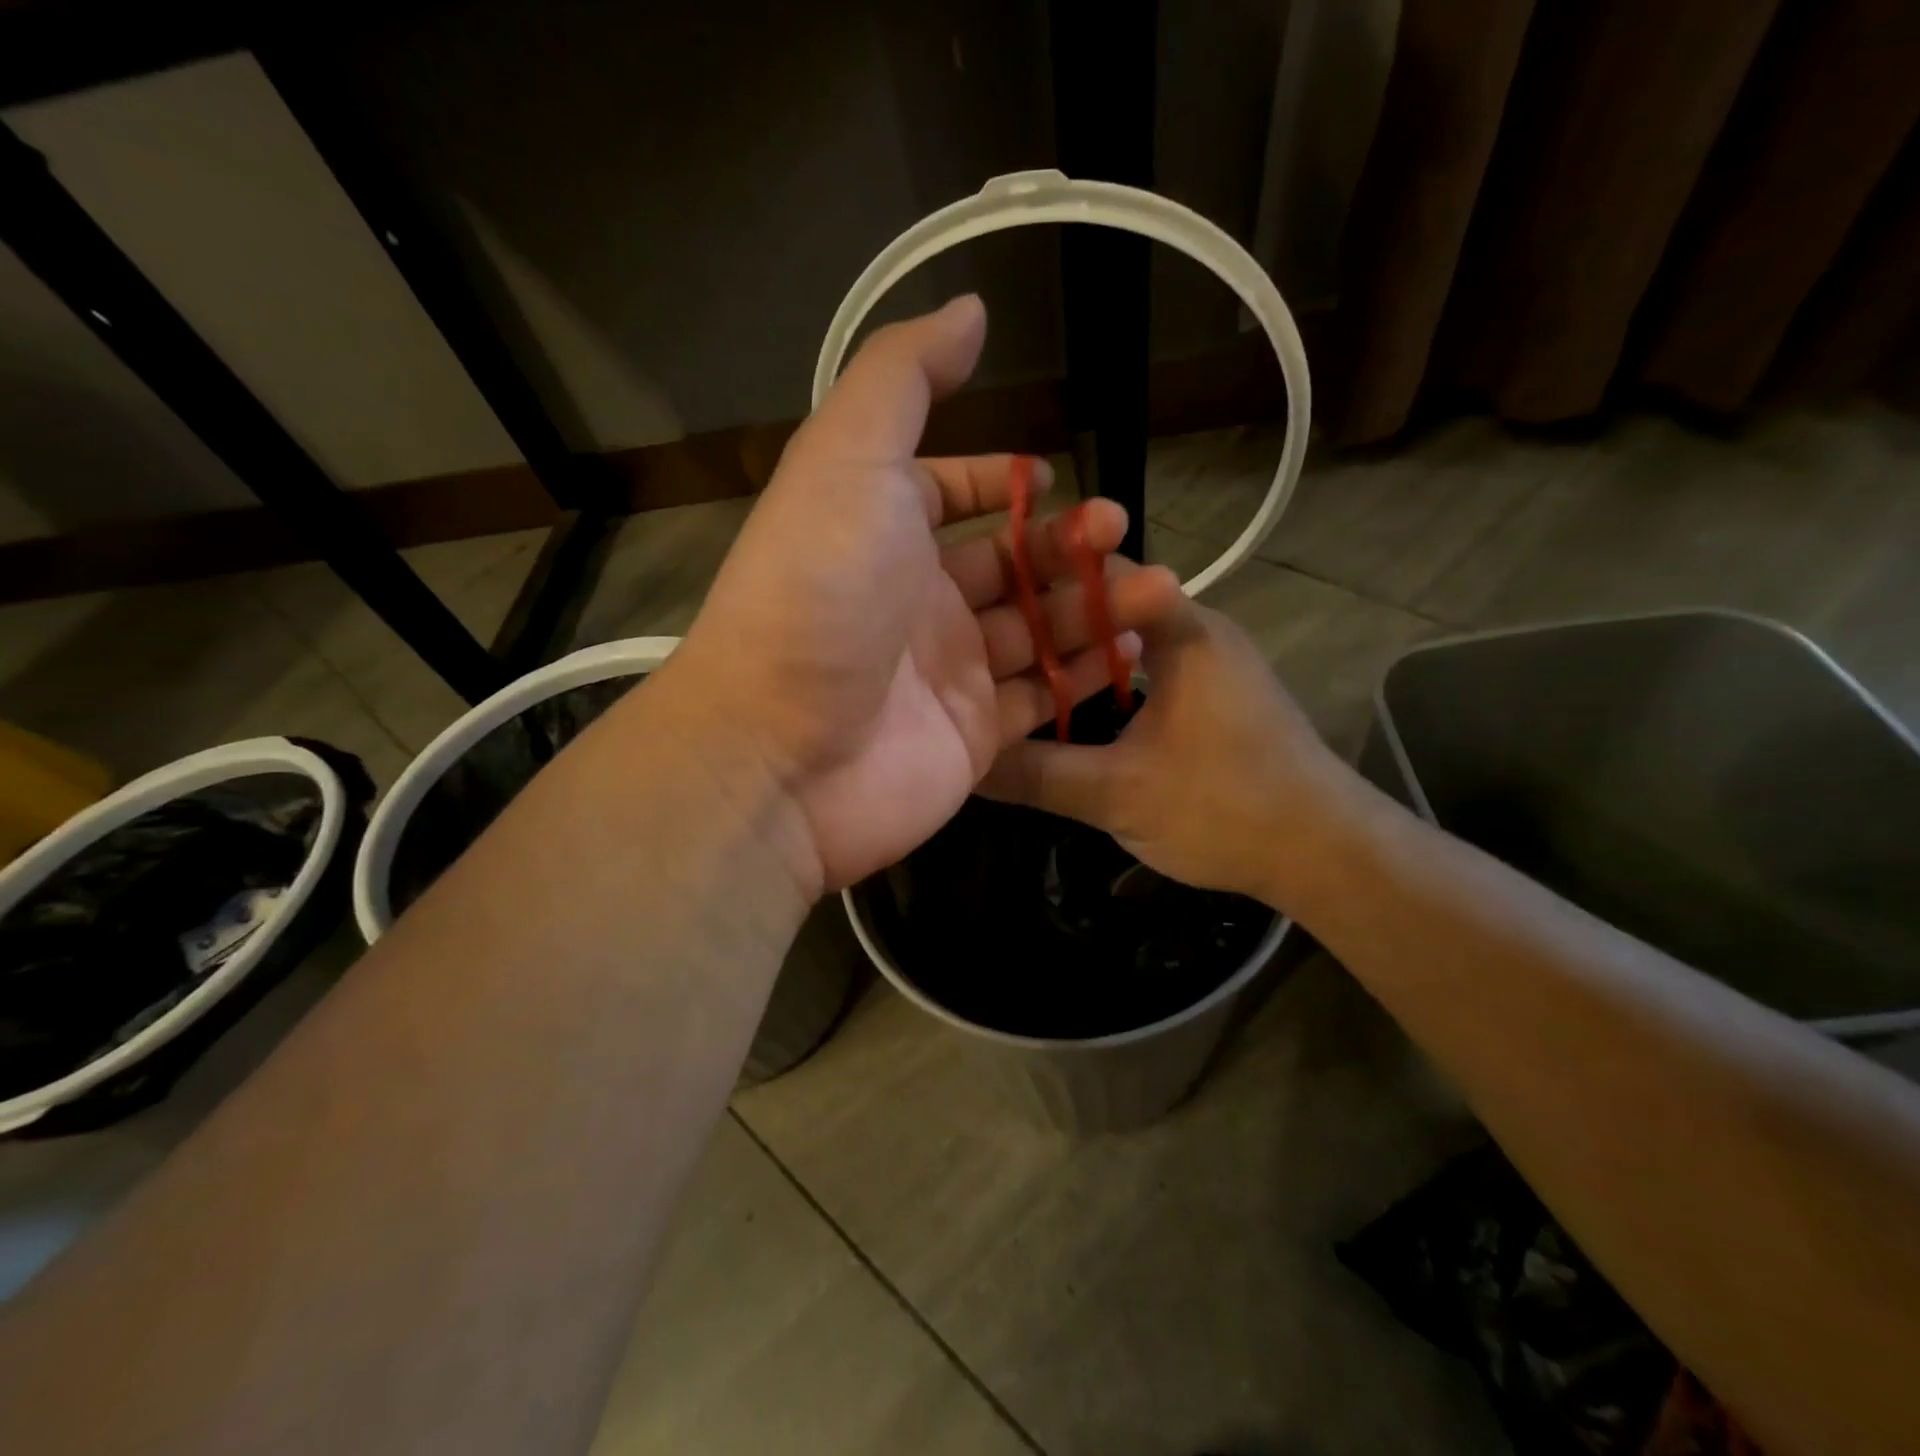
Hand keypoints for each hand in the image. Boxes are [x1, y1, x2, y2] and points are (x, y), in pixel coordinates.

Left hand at [654, 296, 1184, 894]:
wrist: (782, 753)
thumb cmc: (818, 593)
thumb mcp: (847, 458)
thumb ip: (904, 377)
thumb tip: (968, 309)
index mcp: (883, 531)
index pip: (949, 493)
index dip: (999, 481)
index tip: (1051, 479)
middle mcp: (916, 600)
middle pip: (1009, 564)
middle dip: (1069, 545)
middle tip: (1122, 532)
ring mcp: (948, 673)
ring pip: (1038, 630)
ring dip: (1096, 606)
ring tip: (1157, 591)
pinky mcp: (975, 736)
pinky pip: (1042, 697)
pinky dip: (1086, 675)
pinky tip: (1133, 651)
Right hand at [979, 593, 1364, 909]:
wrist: (1325, 854)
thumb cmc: (1226, 809)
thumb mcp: (1116, 796)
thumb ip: (1037, 774)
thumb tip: (966, 760)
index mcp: (1181, 630)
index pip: (1100, 572)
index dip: (1041, 580)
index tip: (985, 602)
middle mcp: (1197, 630)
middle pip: (1108, 607)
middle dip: (1050, 624)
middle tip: (986, 647)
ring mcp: (1210, 663)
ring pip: (1127, 643)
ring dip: (1077, 659)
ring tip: (1014, 678)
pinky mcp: (1216, 696)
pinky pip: (1147, 672)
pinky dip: (1105, 685)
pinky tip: (1072, 715)